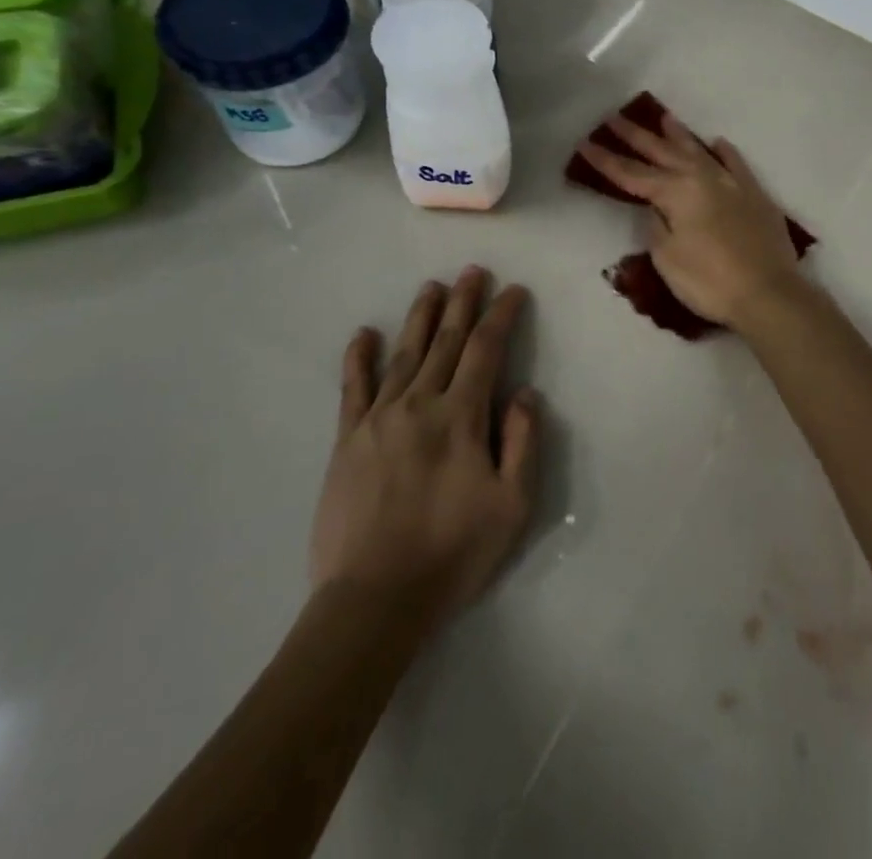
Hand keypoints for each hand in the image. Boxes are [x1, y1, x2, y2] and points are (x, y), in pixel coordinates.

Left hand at [309, 268, 541, 632]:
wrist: (374, 601)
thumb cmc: (453, 554)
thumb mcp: (512, 505)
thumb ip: (522, 442)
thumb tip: (523, 393)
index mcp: (461, 417)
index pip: (486, 350)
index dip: (502, 315)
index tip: (514, 291)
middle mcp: (419, 404)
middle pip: (446, 341)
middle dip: (463, 302)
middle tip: (473, 271)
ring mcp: (378, 419)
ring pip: (404, 353)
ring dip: (421, 317)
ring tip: (433, 287)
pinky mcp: (347, 440)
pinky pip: (353, 388)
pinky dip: (358, 357)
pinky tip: (364, 333)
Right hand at [575, 112, 804, 328]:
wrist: (769, 292)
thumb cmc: (709, 281)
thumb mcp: (668, 258)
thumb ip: (657, 227)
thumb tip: (656, 208)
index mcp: (676, 192)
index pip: (632, 174)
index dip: (606, 161)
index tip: (585, 144)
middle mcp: (702, 178)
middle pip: (662, 153)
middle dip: (636, 137)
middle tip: (615, 119)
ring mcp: (732, 183)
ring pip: (699, 150)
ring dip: (678, 135)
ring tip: (664, 118)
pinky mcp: (755, 194)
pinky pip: (736, 164)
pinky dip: (725, 152)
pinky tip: (717, 143)